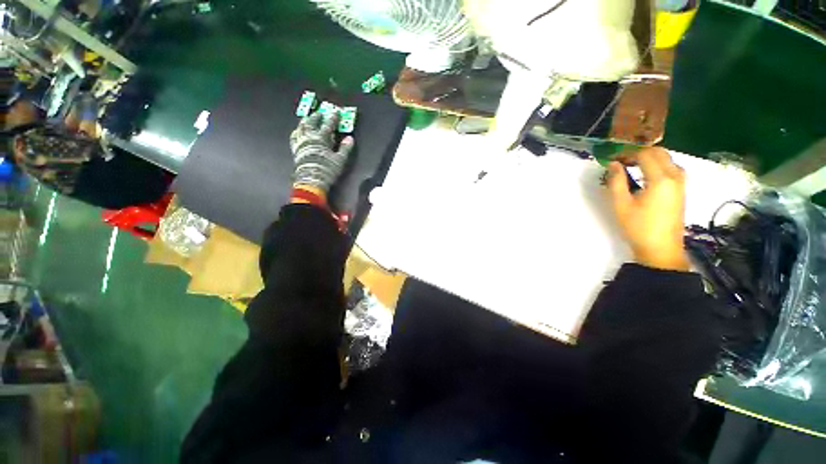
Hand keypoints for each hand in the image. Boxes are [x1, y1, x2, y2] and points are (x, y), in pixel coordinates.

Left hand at [290, 111, 354, 194]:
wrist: (311, 179)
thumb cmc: (327, 169)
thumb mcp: (340, 160)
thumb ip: (345, 148)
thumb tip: (350, 138)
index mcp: (321, 138)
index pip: (328, 125)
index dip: (333, 118)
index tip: (336, 112)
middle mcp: (309, 137)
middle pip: (312, 122)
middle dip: (317, 116)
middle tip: (320, 112)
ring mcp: (301, 142)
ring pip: (301, 127)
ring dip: (306, 121)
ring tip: (308, 118)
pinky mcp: (296, 149)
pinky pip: (294, 136)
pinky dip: (297, 131)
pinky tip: (298, 131)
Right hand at [607, 147, 689, 271]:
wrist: (661, 248)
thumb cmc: (638, 227)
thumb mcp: (621, 205)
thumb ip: (616, 182)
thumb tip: (613, 164)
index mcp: (661, 179)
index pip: (645, 155)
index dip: (627, 154)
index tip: (613, 160)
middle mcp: (675, 176)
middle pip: (659, 152)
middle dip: (639, 153)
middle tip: (621, 162)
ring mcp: (681, 183)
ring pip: (667, 159)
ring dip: (649, 158)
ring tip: (631, 168)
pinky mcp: (682, 190)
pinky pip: (671, 168)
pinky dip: (657, 166)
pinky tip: (645, 176)